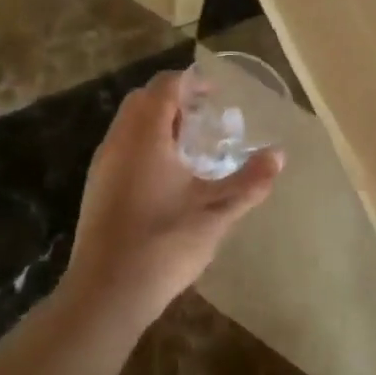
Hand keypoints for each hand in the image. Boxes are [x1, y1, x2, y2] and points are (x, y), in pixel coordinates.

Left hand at [64, 70, 282, 324]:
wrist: (107, 293)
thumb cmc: (164, 243)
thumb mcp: (216, 212)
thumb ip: (249, 181)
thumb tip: (279, 155)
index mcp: (145, 136)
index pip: (165, 86)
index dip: (191, 82)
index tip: (216, 92)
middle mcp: (118, 142)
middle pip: (142, 100)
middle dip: (173, 99)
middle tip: (205, 116)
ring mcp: (103, 166)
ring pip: (129, 125)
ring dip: (157, 123)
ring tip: (190, 145)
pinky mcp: (96, 189)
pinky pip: (121, 148)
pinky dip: (144, 144)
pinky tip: (167, 176)